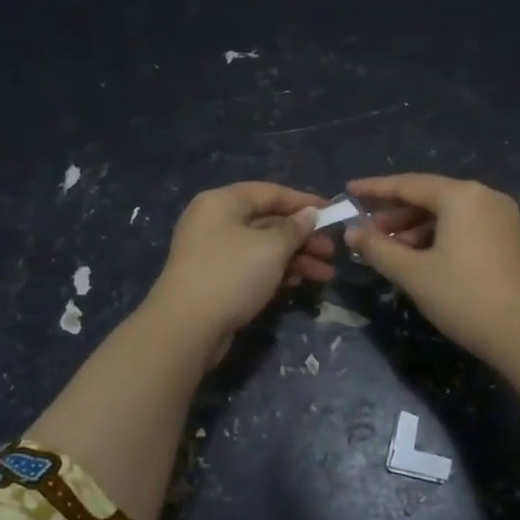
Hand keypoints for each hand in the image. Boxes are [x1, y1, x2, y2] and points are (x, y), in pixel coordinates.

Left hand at [146, 182, 334, 361]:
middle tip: (331, 252)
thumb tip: (309, 214)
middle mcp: (215, 221)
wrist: (186, 327)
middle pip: (268, 221)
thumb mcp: (271, 248)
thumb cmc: (231, 274)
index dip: (303, 201)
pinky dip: (276, 272)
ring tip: (325, 275)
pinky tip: (299, 283)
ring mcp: (213, 252)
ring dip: (295, 258)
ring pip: (263, 247)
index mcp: (222, 202)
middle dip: (303, 237)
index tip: (332, 212)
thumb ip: (294, 228)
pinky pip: (253, 267)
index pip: (269, 192)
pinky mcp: (216, 279)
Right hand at [344, 173, 519, 365]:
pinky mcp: (508, 240)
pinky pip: (464, 228)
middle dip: (394, 214)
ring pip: (447, 215)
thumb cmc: (465, 297)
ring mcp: (501, 219)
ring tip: (388, 251)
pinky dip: (437, 238)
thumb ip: (378, 248)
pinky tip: (419, 260)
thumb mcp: (414, 273)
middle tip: (365, 233)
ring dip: (415, 229)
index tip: (348, 190)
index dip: (375, 188)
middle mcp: (484, 197)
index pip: (408, 184)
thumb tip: (351, 232)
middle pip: (429, 197)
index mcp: (462, 196)